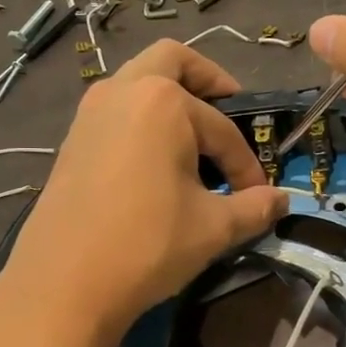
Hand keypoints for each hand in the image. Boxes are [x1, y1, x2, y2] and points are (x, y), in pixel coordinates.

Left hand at [0, 40, 287, 342]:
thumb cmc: (147, 244)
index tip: (258, 194)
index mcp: (163, 101)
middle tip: (228, 107)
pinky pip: (116, 112)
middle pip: (171, 62)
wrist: (63, 284)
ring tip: (193, 142)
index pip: (222, 129)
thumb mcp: (213, 228)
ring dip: (169, 100)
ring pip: (137, 83)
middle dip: (206, 81)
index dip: (247, 163)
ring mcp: (90, 114)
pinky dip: (142, 121)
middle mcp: (122, 91)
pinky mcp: (72, 141)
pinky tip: (155, 164)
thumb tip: (282, 201)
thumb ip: (254, 207)